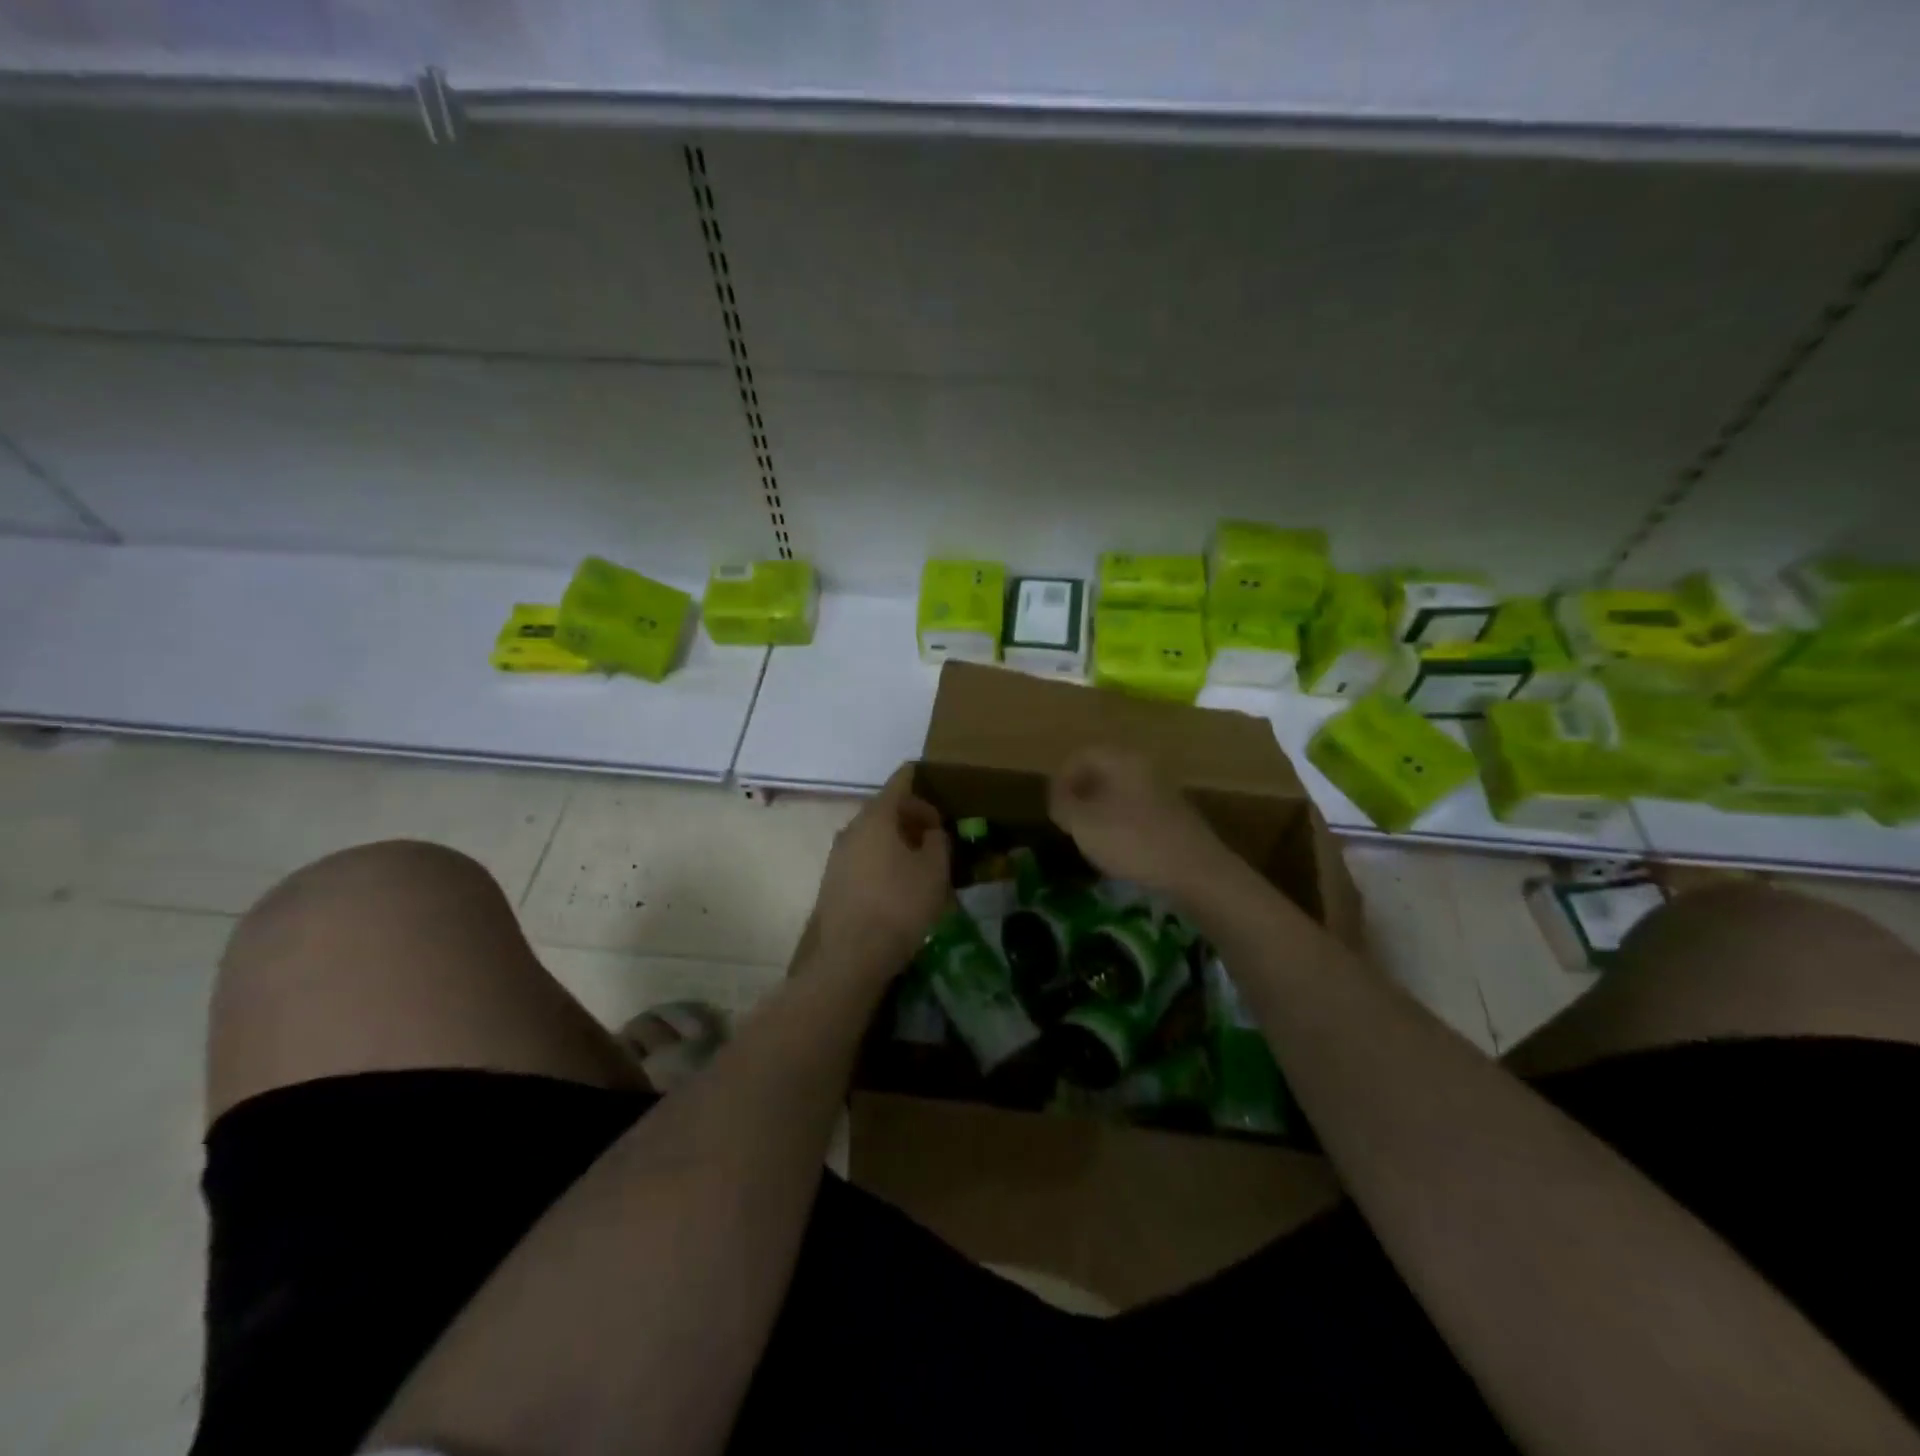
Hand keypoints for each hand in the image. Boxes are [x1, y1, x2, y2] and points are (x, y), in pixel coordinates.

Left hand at [805, 764, 950, 979]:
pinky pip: (863, 857)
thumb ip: (937, 842)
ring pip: (872, 835)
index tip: (935, 786)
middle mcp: (851, 829)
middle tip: (936, 834)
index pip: (899, 783)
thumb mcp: (934, 871)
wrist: (849, 957)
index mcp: (876, 817)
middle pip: (884, 809)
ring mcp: (837, 856)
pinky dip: (883, 859)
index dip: (919, 780)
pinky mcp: (832, 882)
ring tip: (921, 860)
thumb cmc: (899, 906)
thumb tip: (931, 832)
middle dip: (911, 816)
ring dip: (897, 840)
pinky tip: (899, 883)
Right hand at [1048, 746, 1232, 897]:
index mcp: (1121, 760)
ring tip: (1089, 838)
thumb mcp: (1083, 824)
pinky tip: (1118, 849)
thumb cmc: (1132, 840)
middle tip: (1067, 821)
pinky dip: (1121, 824)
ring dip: (1099, 810)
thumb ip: (1063, 805)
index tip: (1052, 807)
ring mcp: (1163, 792)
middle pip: (1102, 771)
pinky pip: (1137, 810)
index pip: (1081, 755)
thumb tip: (1059, 799)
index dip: (1060, 779)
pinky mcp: (1175, 817)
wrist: (1196, 871)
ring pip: (1120, 792)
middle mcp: (1144, 767)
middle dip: (1080, 794)